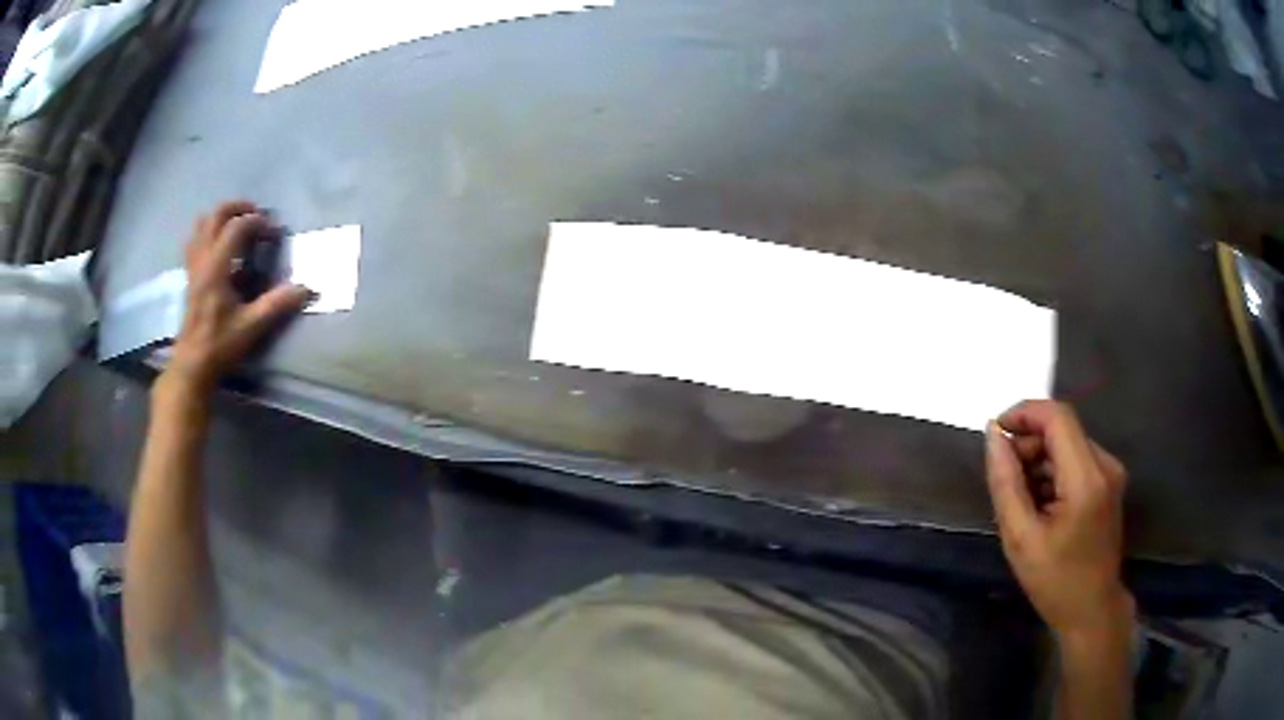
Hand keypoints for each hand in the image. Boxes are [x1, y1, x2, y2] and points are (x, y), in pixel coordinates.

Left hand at [164, 201, 310, 393]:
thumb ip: (277, 304)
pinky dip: (208, 233)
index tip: (274, 233)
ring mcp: (193, 266)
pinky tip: (220, 245)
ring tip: (237, 225)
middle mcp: (203, 259)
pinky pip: (195, 240)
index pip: (236, 227)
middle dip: (238, 208)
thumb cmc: (220, 344)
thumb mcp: (251, 326)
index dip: (258, 222)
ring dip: (220, 217)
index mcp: (216, 267)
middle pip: (216, 215)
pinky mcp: (190, 275)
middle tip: (257, 216)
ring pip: (202, 224)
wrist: (192, 364)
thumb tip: (307, 289)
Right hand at [985, 400, 1133, 640]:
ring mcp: (1110, 472)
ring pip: (1068, 444)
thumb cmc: (1054, 581)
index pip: (1057, 417)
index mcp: (1086, 478)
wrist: (1092, 609)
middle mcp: (1105, 464)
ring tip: (1021, 499)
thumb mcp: (1021, 538)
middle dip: (1029, 443)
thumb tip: (993, 436)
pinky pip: (1076, 460)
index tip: (995, 433)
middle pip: (1062, 429)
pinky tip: (1040, 504)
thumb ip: (1006, 483)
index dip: (1024, 413)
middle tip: (1004, 478)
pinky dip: (1053, 471)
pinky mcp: (1109, 482)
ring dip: (1039, 459)